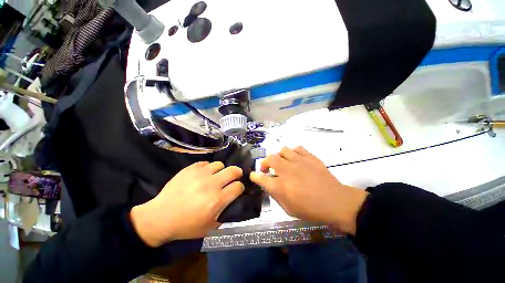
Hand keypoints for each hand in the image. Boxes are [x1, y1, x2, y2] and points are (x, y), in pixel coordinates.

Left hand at [130, 161, 243, 246]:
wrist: (160, 217)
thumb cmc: (186, 226)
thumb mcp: (209, 227)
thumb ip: (225, 215)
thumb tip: (234, 202)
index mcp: (217, 200)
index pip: (238, 186)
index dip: (240, 187)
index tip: (236, 189)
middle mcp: (211, 184)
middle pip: (233, 170)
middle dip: (237, 173)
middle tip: (233, 177)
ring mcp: (200, 174)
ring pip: (219, 164)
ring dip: (221, 170)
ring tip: (216, 176)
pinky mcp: (190, 169)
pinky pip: (205, 163)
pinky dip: (207, 168)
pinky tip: (203, 175)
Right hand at [250, 147, 367, 234]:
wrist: (336, 203)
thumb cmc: (311, 210)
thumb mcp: (289, 209)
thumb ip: (276, 195)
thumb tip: (270, 185)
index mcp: (280, 186)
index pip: (261, 178)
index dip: (255, 176)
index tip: (253, 175)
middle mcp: (287, 170)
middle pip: (269, 159)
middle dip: (264, 163)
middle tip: (267, 169)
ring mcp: (299, 161)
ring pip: (282, 150)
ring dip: (279, 156)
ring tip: (282, 162)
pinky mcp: (309, 157)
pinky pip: (297, 148)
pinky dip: (293, 152)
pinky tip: (295, 158)